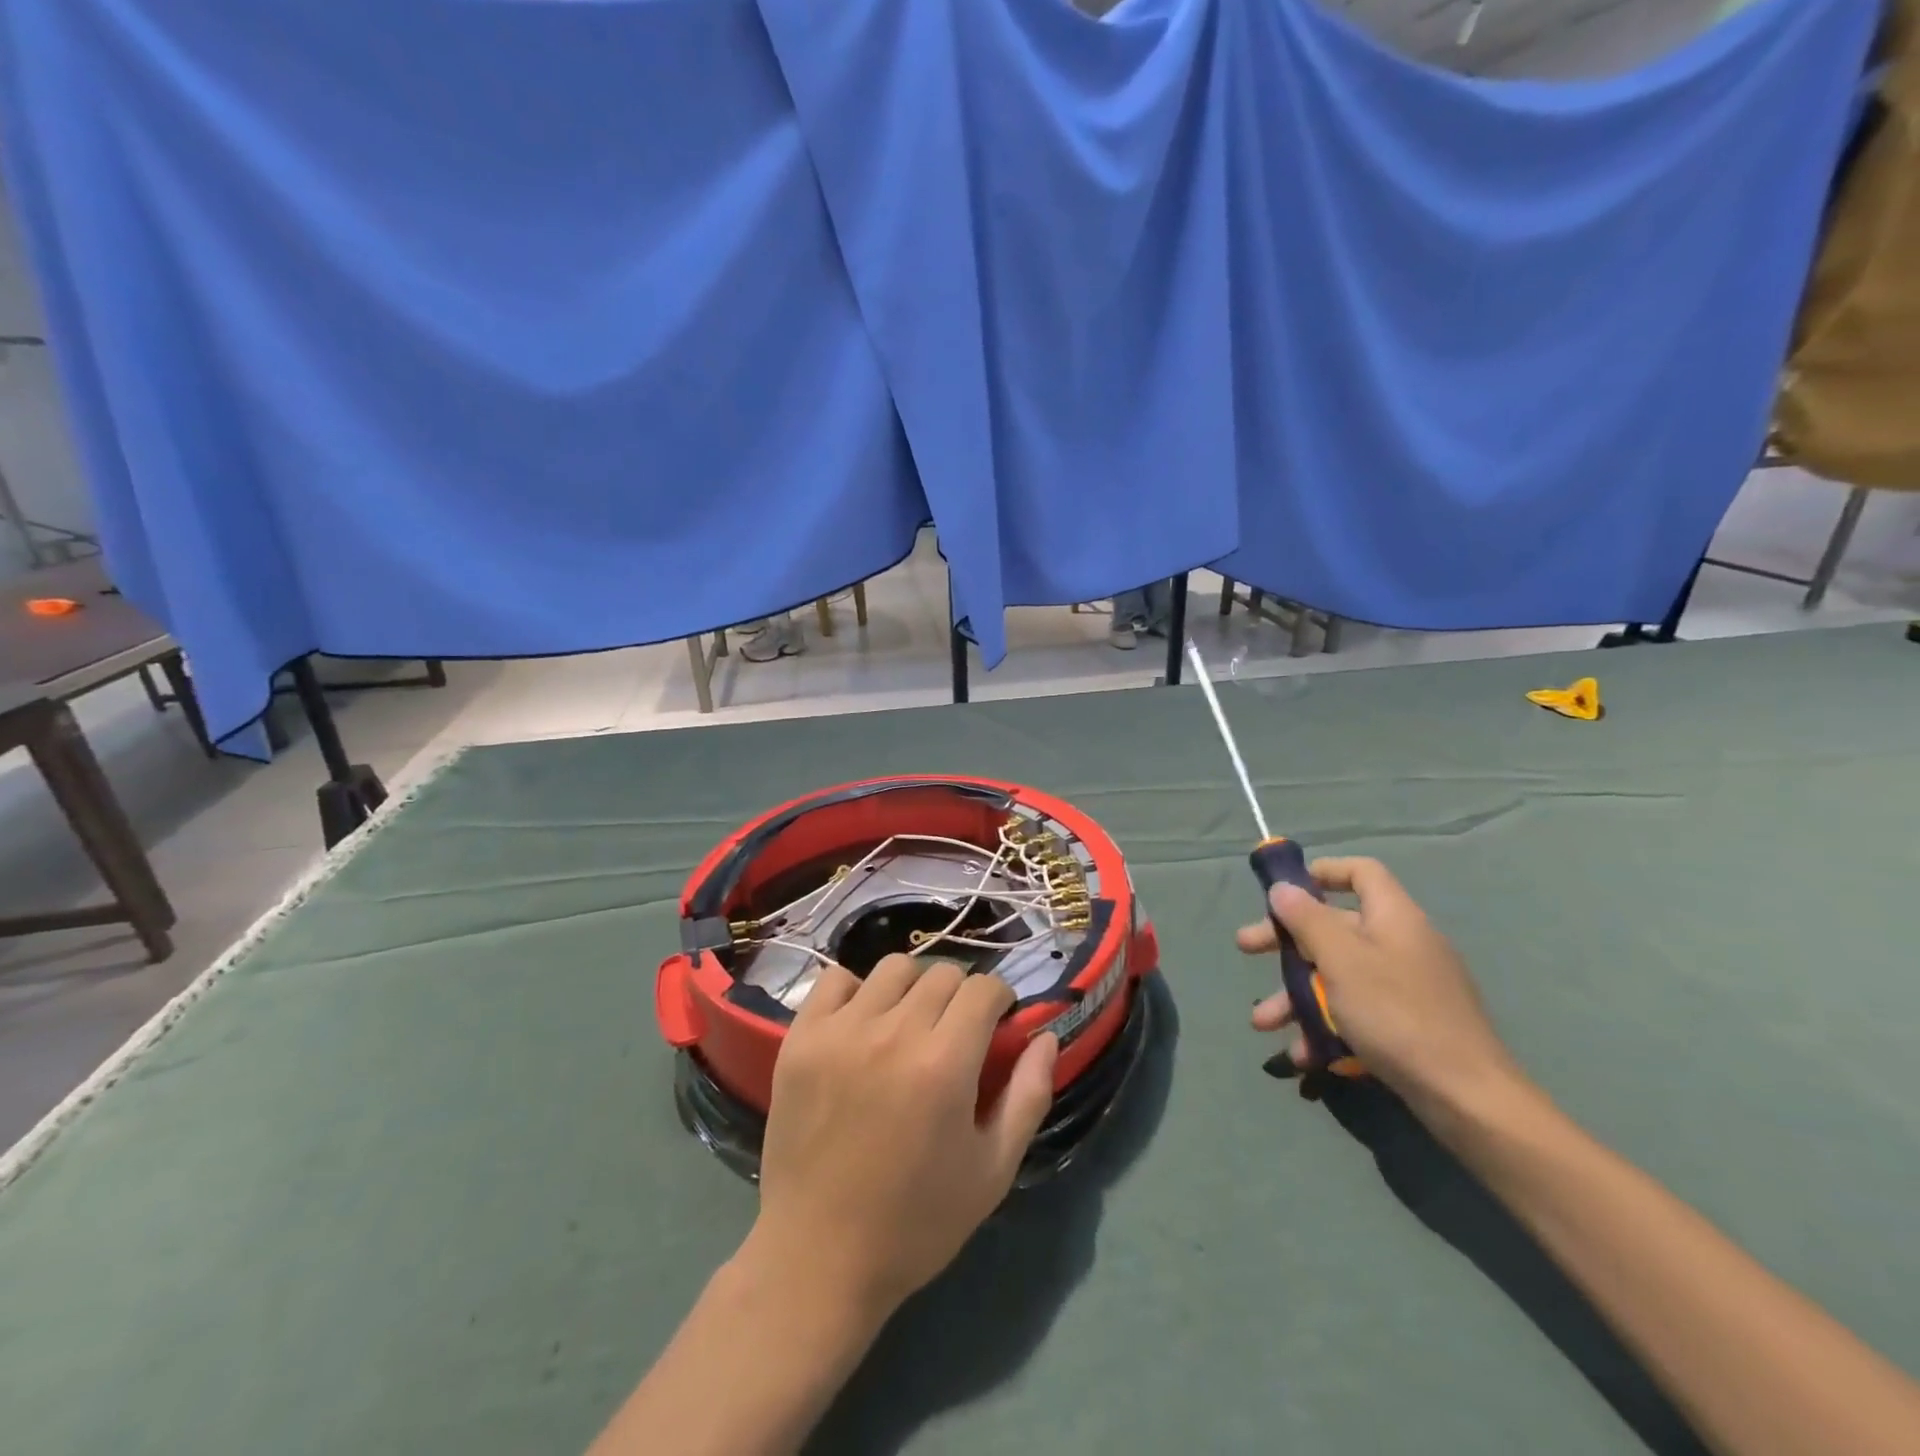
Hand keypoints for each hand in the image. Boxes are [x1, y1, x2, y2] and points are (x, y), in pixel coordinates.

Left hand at [746, 956, 1058, 1320]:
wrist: (818, 1257)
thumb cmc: (916, 1221)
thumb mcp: (993, 1170)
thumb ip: (1028, 1095)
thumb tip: (1045, 1036)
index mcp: (944, 1064)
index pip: (983, 988)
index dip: (999, 1000)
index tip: (995, 1024)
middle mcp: (892, 1033)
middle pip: (942, 973)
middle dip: (961, 996)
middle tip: (954, 1033)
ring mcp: (840, 1031)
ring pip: (892, 968)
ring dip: (913, 988)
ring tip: (909, 1025)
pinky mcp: (800, 1038)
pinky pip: (835, 980)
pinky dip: (856, 991)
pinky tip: (862, 1025)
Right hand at [1238, 856, 1528, 1124]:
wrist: (1468, 1098)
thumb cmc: (1396, 1014)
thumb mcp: (1341, 960)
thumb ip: (1307, 919)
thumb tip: (1283, 887)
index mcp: (1393, 918)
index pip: (1361, 873)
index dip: (1322, 872)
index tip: (1283, 891)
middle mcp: (1401, 945)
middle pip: (1335, 927)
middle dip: (1285, 941)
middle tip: (1245, 948)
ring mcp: (1406, 988)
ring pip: (1338, 976)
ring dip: (1295, 996)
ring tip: (1262, 1022)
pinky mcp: (1407, 1026)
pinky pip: (1356, 1013)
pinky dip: (1324, 1026)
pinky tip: (1301, 1053)